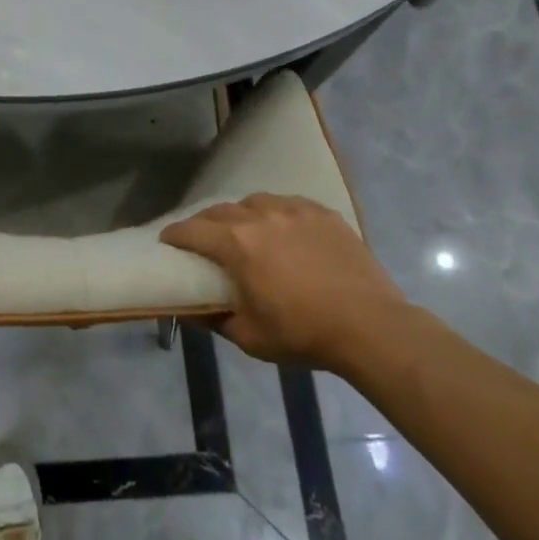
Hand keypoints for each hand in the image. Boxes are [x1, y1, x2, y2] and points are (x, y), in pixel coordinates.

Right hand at [162, 193, 408, 367]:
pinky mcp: (322, 213)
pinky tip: (283, 229)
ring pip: (255, 202)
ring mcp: (294, 210)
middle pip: (220, 210)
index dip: (175, 235)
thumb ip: (216, 320)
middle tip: (202, 239)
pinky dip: (276, 214)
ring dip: (241, 214)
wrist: (371, 326)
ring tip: (245, 230)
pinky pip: (289, 204)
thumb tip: (192, 311)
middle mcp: (260, 217)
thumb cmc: (304, 334)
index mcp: (237, 244)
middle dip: (205, 222)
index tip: (167, 241)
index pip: (192, 230)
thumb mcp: (251, 338)